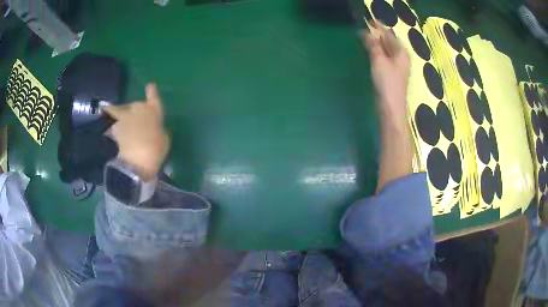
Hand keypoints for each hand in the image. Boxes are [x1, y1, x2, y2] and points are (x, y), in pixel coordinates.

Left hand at [103, 83, 169, 180]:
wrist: (137, 161)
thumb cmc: (156, 150)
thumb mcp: (164, 139)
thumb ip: (160, 130)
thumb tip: (157, 128)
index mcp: (154, 110)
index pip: (153, 95)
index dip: (151, 91)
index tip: (150, 85)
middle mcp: (139, 108)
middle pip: (137, 105)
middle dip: (137, 111)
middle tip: (138, 123)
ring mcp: (126, 116)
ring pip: (123, 110)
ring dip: (123, 115)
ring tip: (123, 123)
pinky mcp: (116, 126)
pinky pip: (113, 120)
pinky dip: (111, 121)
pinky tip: (107, 120)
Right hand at [362, 22, 410, 121]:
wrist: (391, 107)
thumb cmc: (387, 82)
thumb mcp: (378, 60)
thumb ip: (373, 45)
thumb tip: (366, 32)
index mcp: (401, 52)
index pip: (389, 34)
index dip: (379, 27)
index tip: (368, 21)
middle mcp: (401, 57)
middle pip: (389, 42)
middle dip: (377, 35)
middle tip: (364, 29)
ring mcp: (397, 66)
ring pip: (386, 50)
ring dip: (376, 43)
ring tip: (364, 38)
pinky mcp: (392, 74)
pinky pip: (385, 58)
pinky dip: (377, 52)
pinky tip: (370, 51)